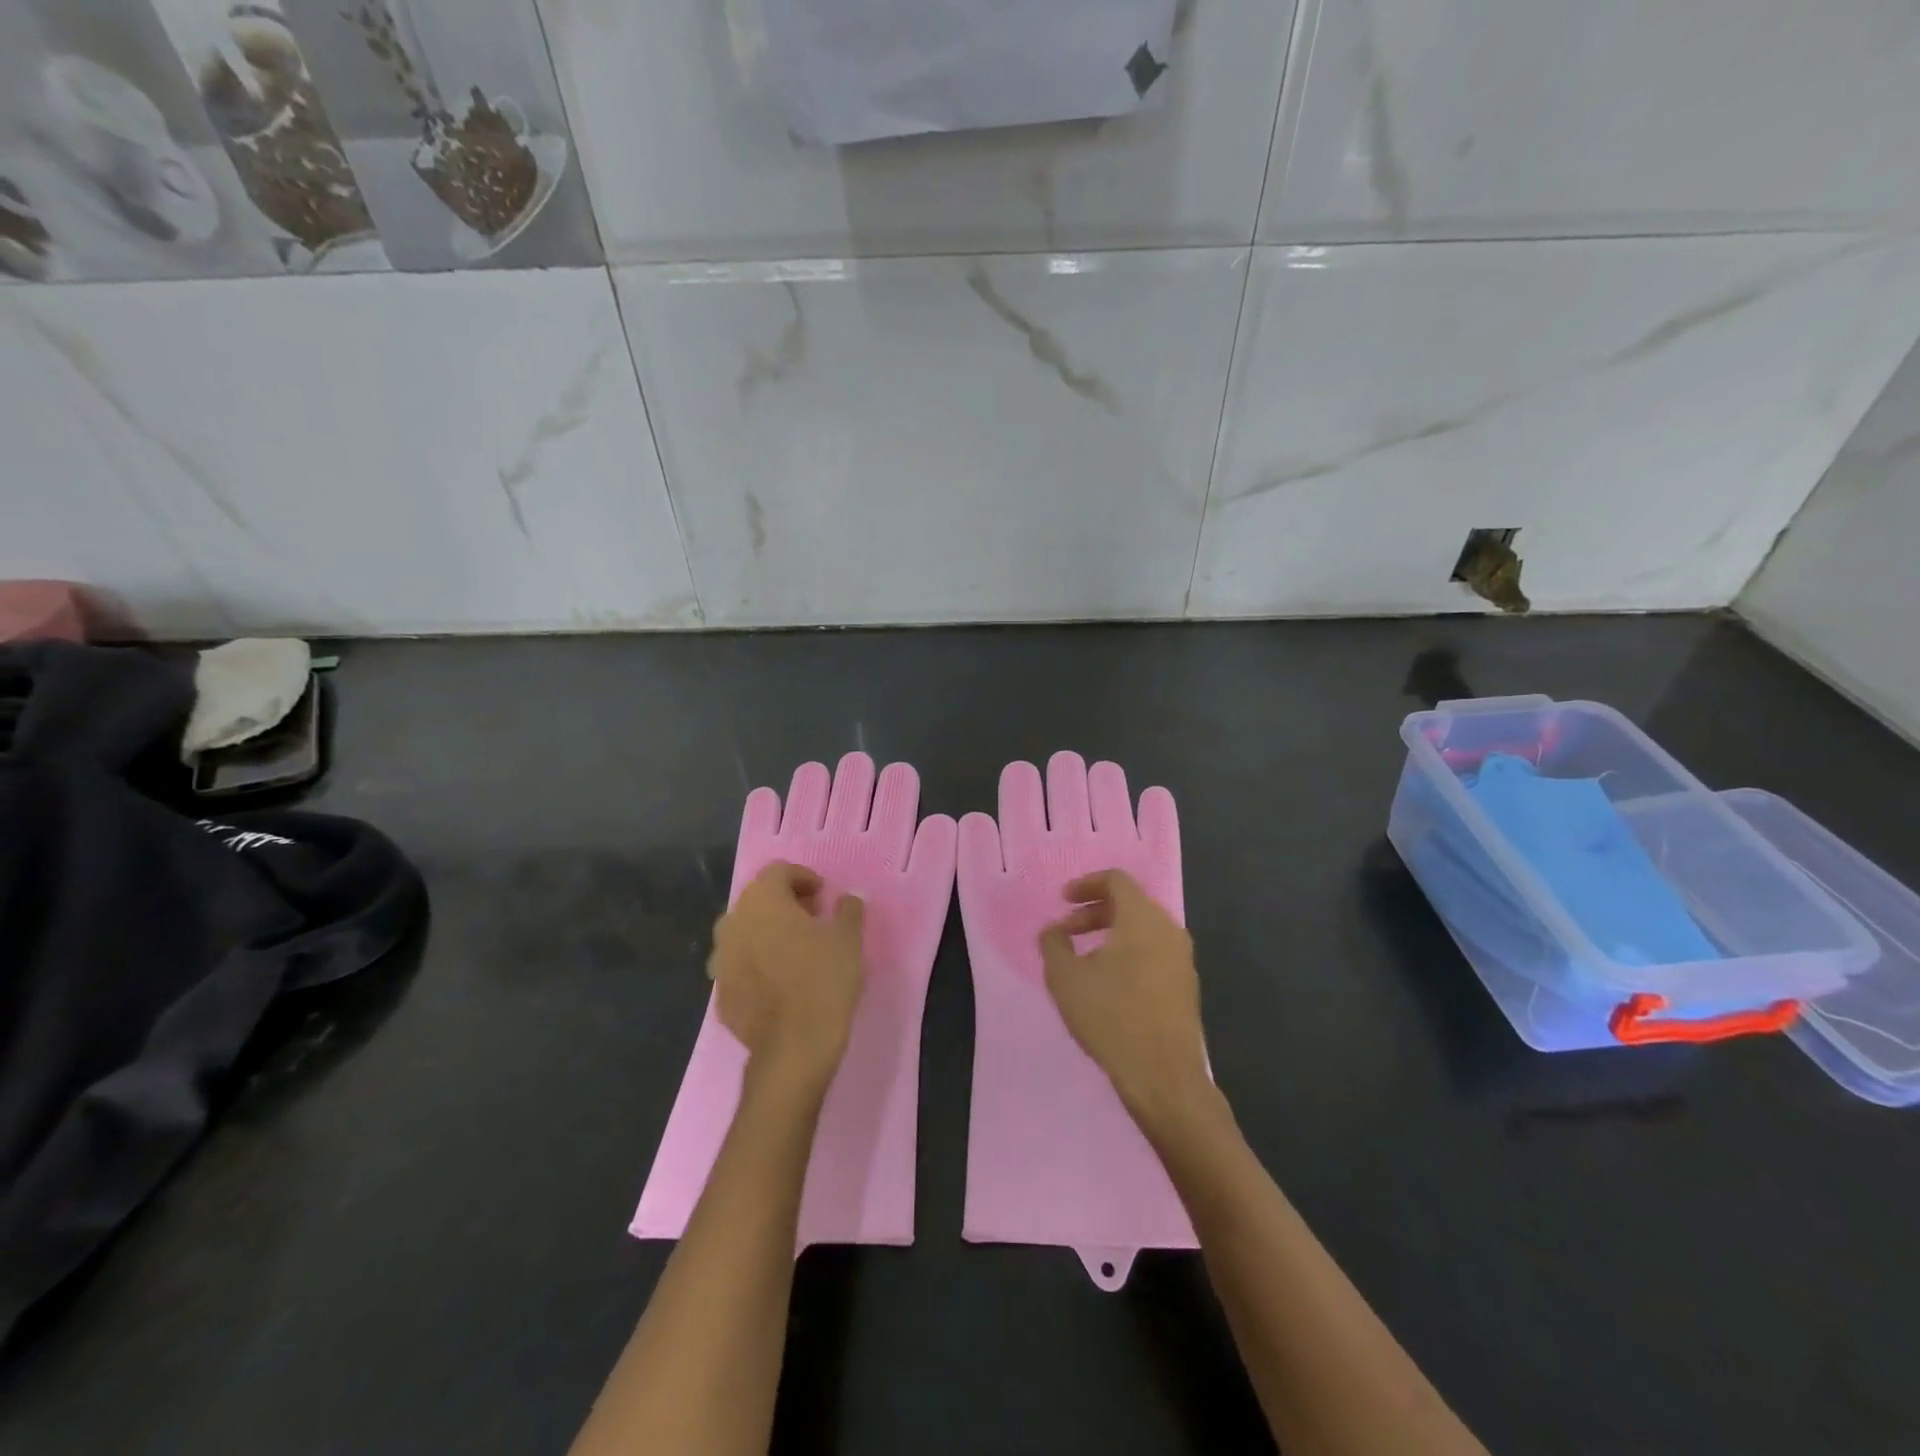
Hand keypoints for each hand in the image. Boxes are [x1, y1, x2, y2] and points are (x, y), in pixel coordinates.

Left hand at [709, 861, 865, 1096]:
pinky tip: (780, 984)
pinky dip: (758, 965)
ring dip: (767, 934)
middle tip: (813, 921)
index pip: (778, 871)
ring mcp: (720, 961)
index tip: (824, 897)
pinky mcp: (720, 994)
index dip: (804, 878)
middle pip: (758, 900)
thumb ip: (847, 910)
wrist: (794, 1048)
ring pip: (745, 933)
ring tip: (796, 952)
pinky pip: (740, 967)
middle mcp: (733, 923)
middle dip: (785, 904)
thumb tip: (845, 899)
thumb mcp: (848, 938)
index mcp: (762, 901)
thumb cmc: (823, 981)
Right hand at [1039, 869, 1211, 1133]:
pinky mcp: (1186, 986)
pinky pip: (1154, 952)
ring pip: (1143, 930)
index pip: (1116, 880)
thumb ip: (1053, 944)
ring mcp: (1182, 959)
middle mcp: (1168, 930)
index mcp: (1142, 918)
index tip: (1062, 901)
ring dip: (1111, 934)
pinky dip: (1129, 953)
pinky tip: (1109, 984)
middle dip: (1094, 912)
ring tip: (1084, 959)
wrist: (1164, 1076)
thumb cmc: (1111, 1017)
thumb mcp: (1065, 978)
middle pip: (1130, 903)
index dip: (1085, 884)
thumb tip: (1053, 930)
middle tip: (1067, 933)